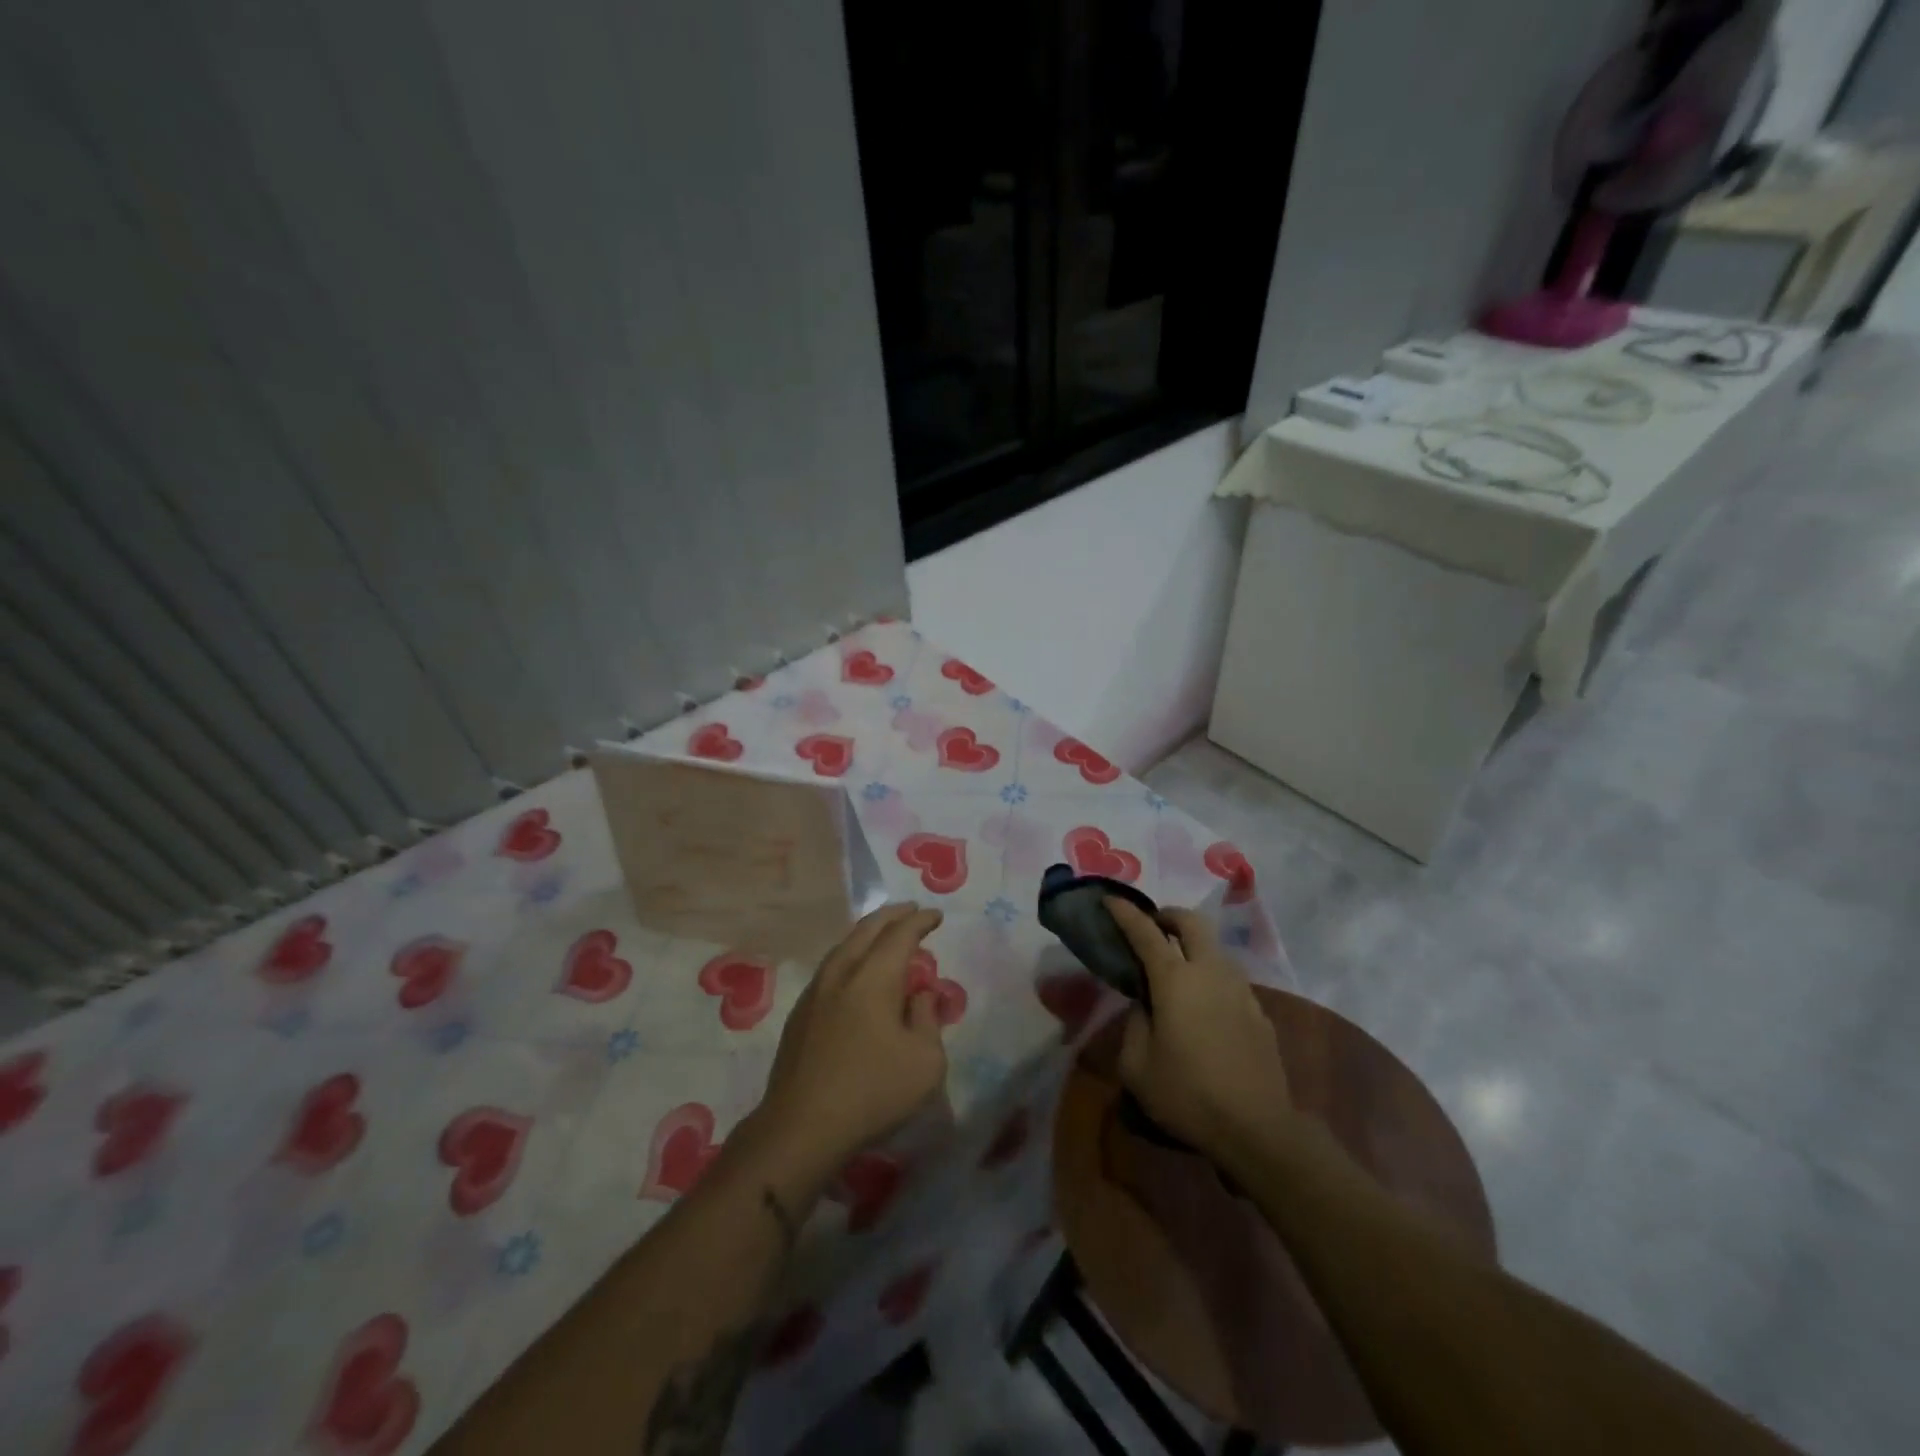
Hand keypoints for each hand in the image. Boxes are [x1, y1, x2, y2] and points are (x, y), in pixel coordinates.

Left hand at [752, 904, 948, 1176]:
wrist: (801, 1127)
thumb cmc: (872, 1092)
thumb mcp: (925, 1061)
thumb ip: (927, 1019)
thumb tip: (919, 995)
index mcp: (873, 978)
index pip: (900, 935)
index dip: (920, 921)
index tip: (935, 916)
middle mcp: (841, 974)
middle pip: (866, 931)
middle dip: (891, 916)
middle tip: (909, 911)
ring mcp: (815, 993)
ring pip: (843, 948)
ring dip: (866, 935)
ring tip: (883, 936)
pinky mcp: (800, 1015)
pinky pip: (830, 969)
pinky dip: (850, 957)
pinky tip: (854, 972)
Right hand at [1105, 898, 1290, 1155]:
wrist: (1257, 1129)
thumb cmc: (1187, 1095)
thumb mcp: (1136, 1065)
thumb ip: (1135, 1023)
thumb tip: (1145, 1005)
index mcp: (1175, 980)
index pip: (1145, 932)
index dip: (1125, 913)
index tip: (1110, 899)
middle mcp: (1210, 973)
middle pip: (1192, 922)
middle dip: (1168, 916)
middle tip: (1152, 927)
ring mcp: (1241, 990)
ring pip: (1215, 948)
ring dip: (1193, 946)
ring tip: (1177, 970)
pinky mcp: (1260, 1012)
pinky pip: (1230, 979)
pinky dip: (1211, 977)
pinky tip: (1204, 1007)